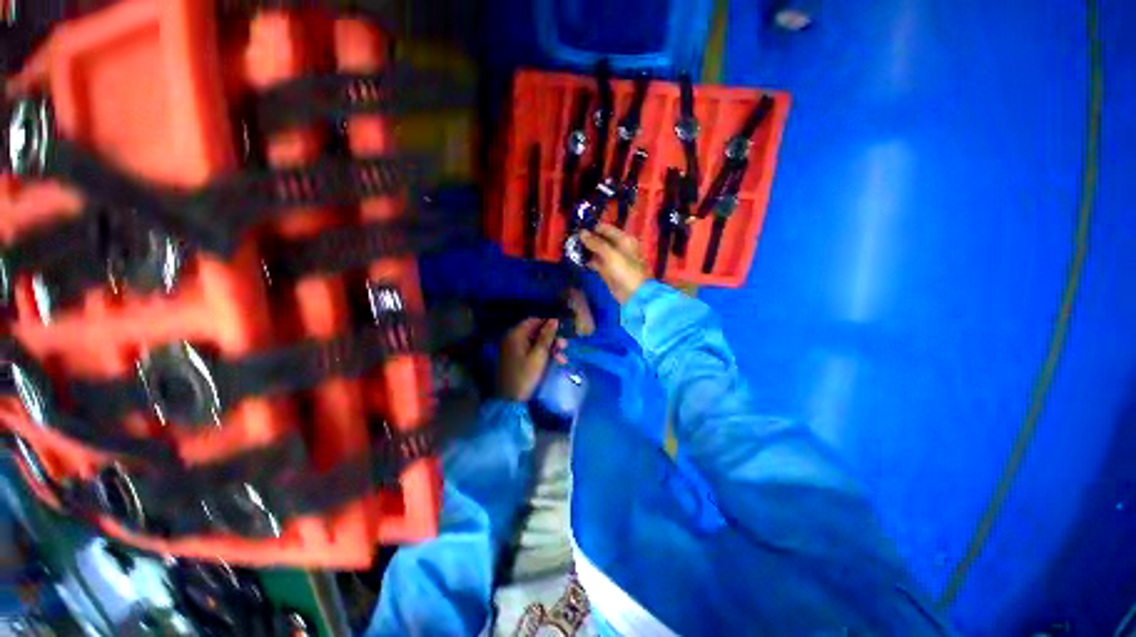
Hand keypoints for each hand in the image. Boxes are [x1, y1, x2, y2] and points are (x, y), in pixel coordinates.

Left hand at [498, 318, 566, 401]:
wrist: (510, 400)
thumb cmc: (525, 375)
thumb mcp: (539, 355)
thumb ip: (547, 336)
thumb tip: (554, 319)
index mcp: (515, 335)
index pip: (534, 320)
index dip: (548, 323)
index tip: (562, 329)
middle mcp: (512, 339)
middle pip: (535, 332)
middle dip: (551, 338)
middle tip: (565, 345)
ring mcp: (513, 350)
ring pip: (535, 343)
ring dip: (549, 348)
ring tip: (562, 357)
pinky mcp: (515, 360)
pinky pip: (531, 352)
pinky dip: (543, 355)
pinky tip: (555, 362)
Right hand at [579, 223, 647, 303]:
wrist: (634, 294)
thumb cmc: (625, 271)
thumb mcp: (610, 254)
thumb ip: (596, 243)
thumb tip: (581, 232)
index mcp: (624, 239)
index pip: (605, 229)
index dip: (592, 228)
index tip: (577, 230)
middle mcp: (619, 247)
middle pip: (601, 240)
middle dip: (588, 240)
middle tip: (572, 240)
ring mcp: (613, 260)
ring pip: (597, 252)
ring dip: (587, 250)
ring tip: (572, 249)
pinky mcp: (608, 271)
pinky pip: (597, 263)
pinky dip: (589, 261)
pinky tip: (578, 260)